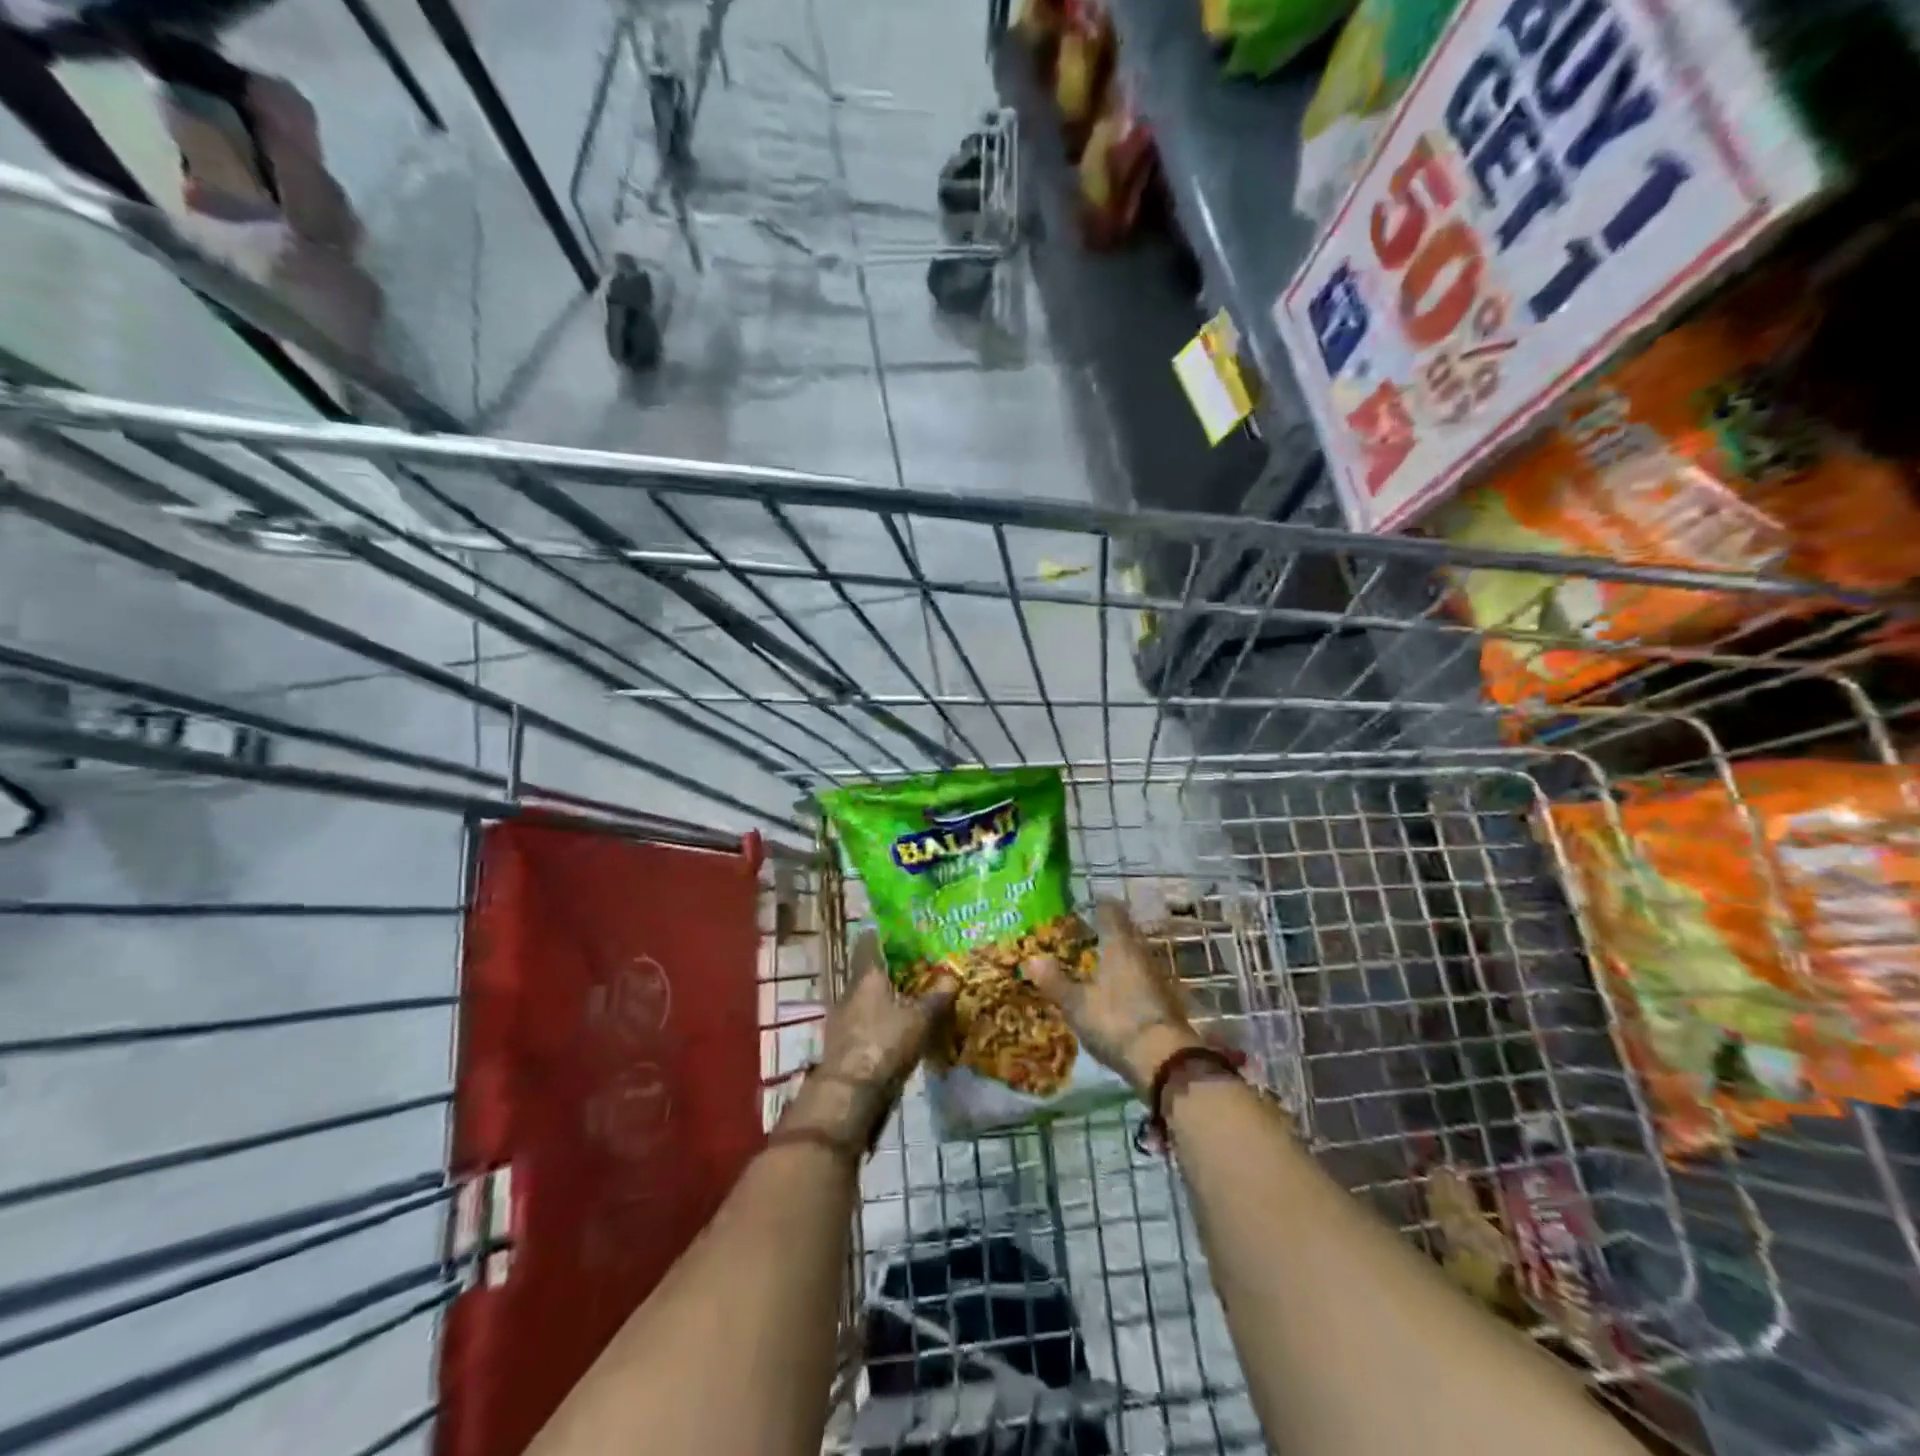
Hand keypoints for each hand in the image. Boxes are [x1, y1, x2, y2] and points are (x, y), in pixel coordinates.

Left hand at [779, 932, 955, 1151]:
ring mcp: (841, 1019)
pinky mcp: (842, 1044)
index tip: (896, 930)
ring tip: (906, 997)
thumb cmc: (885, 1044)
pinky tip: (893, 1028)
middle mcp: (849, 992)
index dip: (880, 934)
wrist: (849, 1094)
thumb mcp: (919, 1020)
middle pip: (867, 972)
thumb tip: (952, 976)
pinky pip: (862, 1021)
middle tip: (912, 965)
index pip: (868, 943)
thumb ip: (936, 997)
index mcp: (866, 977)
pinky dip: (877, 1020)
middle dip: (887, 969)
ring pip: (864, 998)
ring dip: (881, 997)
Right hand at [1024, 901, 1200, 1096]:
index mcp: (1119, 946)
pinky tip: (1117, 991)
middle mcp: (1141, 953)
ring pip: (1135, 955)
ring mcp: (1158, 977)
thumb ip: (1055, 981)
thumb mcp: (1077, 1005)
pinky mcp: (1166, 1000)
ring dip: (1119, 956)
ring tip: (1098, 962)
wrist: (1165, 1060)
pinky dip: (1129, 978)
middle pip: (1126, 932)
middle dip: (1108, 931)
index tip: (1087, 904)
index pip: (1111, 912)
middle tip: (1087, 933)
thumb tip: (1032, 958)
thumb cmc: (1116, 1021)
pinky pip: (1143, 977)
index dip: (1100, 906)